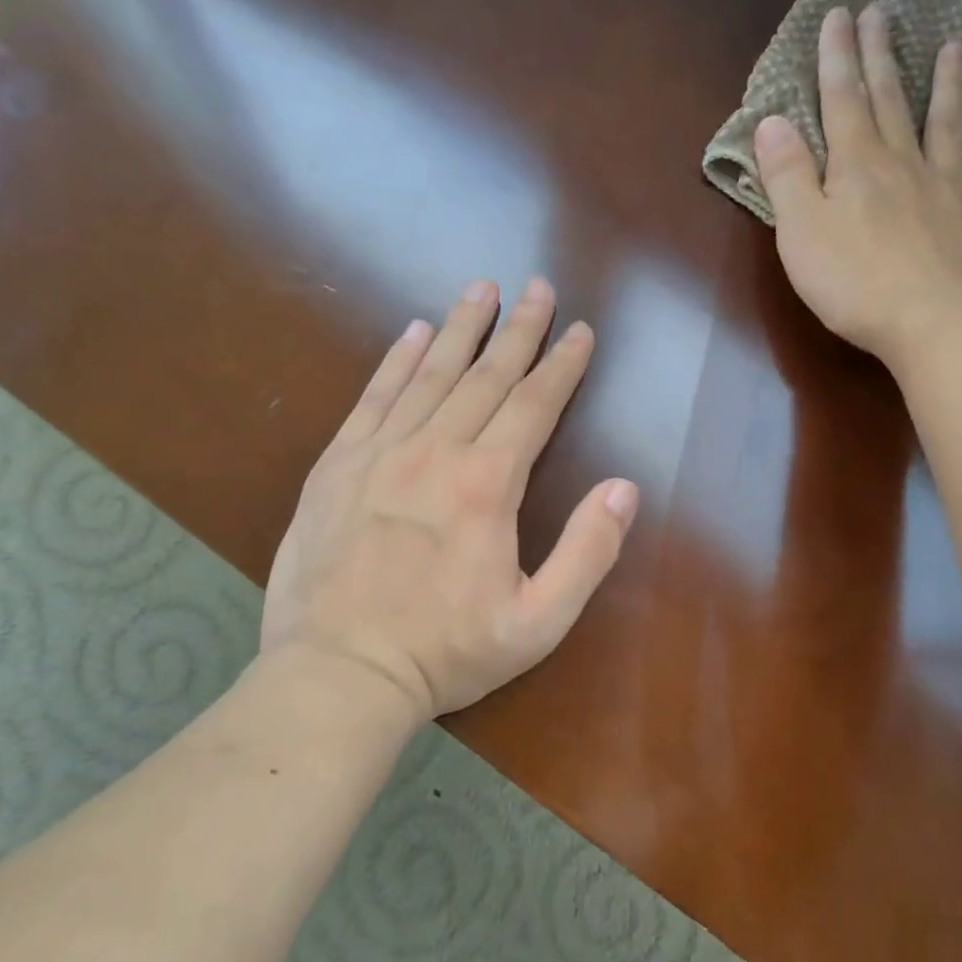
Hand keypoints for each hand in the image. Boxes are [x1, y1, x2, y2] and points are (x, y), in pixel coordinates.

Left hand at [260, 278, 638, 724]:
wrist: (338, 674)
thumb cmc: (446, 651)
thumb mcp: (539, 621)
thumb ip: (588, 552)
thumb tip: (624, 487)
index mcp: (488, 485)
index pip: (535, 405)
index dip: (563, 365)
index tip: (581, 330)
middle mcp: (436, 452)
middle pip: (487, 376)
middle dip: (519, 329)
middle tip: (538, 287)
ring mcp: (380, 453)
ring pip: (431, 374)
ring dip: (462, 329)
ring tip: (481, 288)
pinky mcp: (337, 466)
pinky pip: (373, 397)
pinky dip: (397, 360)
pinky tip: (413, 332)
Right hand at [754, 2, 961, 369]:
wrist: (931, 324)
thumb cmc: (853, 283)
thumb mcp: (800, 232)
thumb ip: (786, 175)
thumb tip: (771, 120)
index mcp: (856, 166)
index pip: (841, 101)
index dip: (837, 58)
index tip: (839, 14)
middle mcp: (904, 165)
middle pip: (891, 102)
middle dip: (882, 57)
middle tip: (882, 11)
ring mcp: (949, 190)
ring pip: (948, 127)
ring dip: (950, 86)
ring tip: (958, 46)